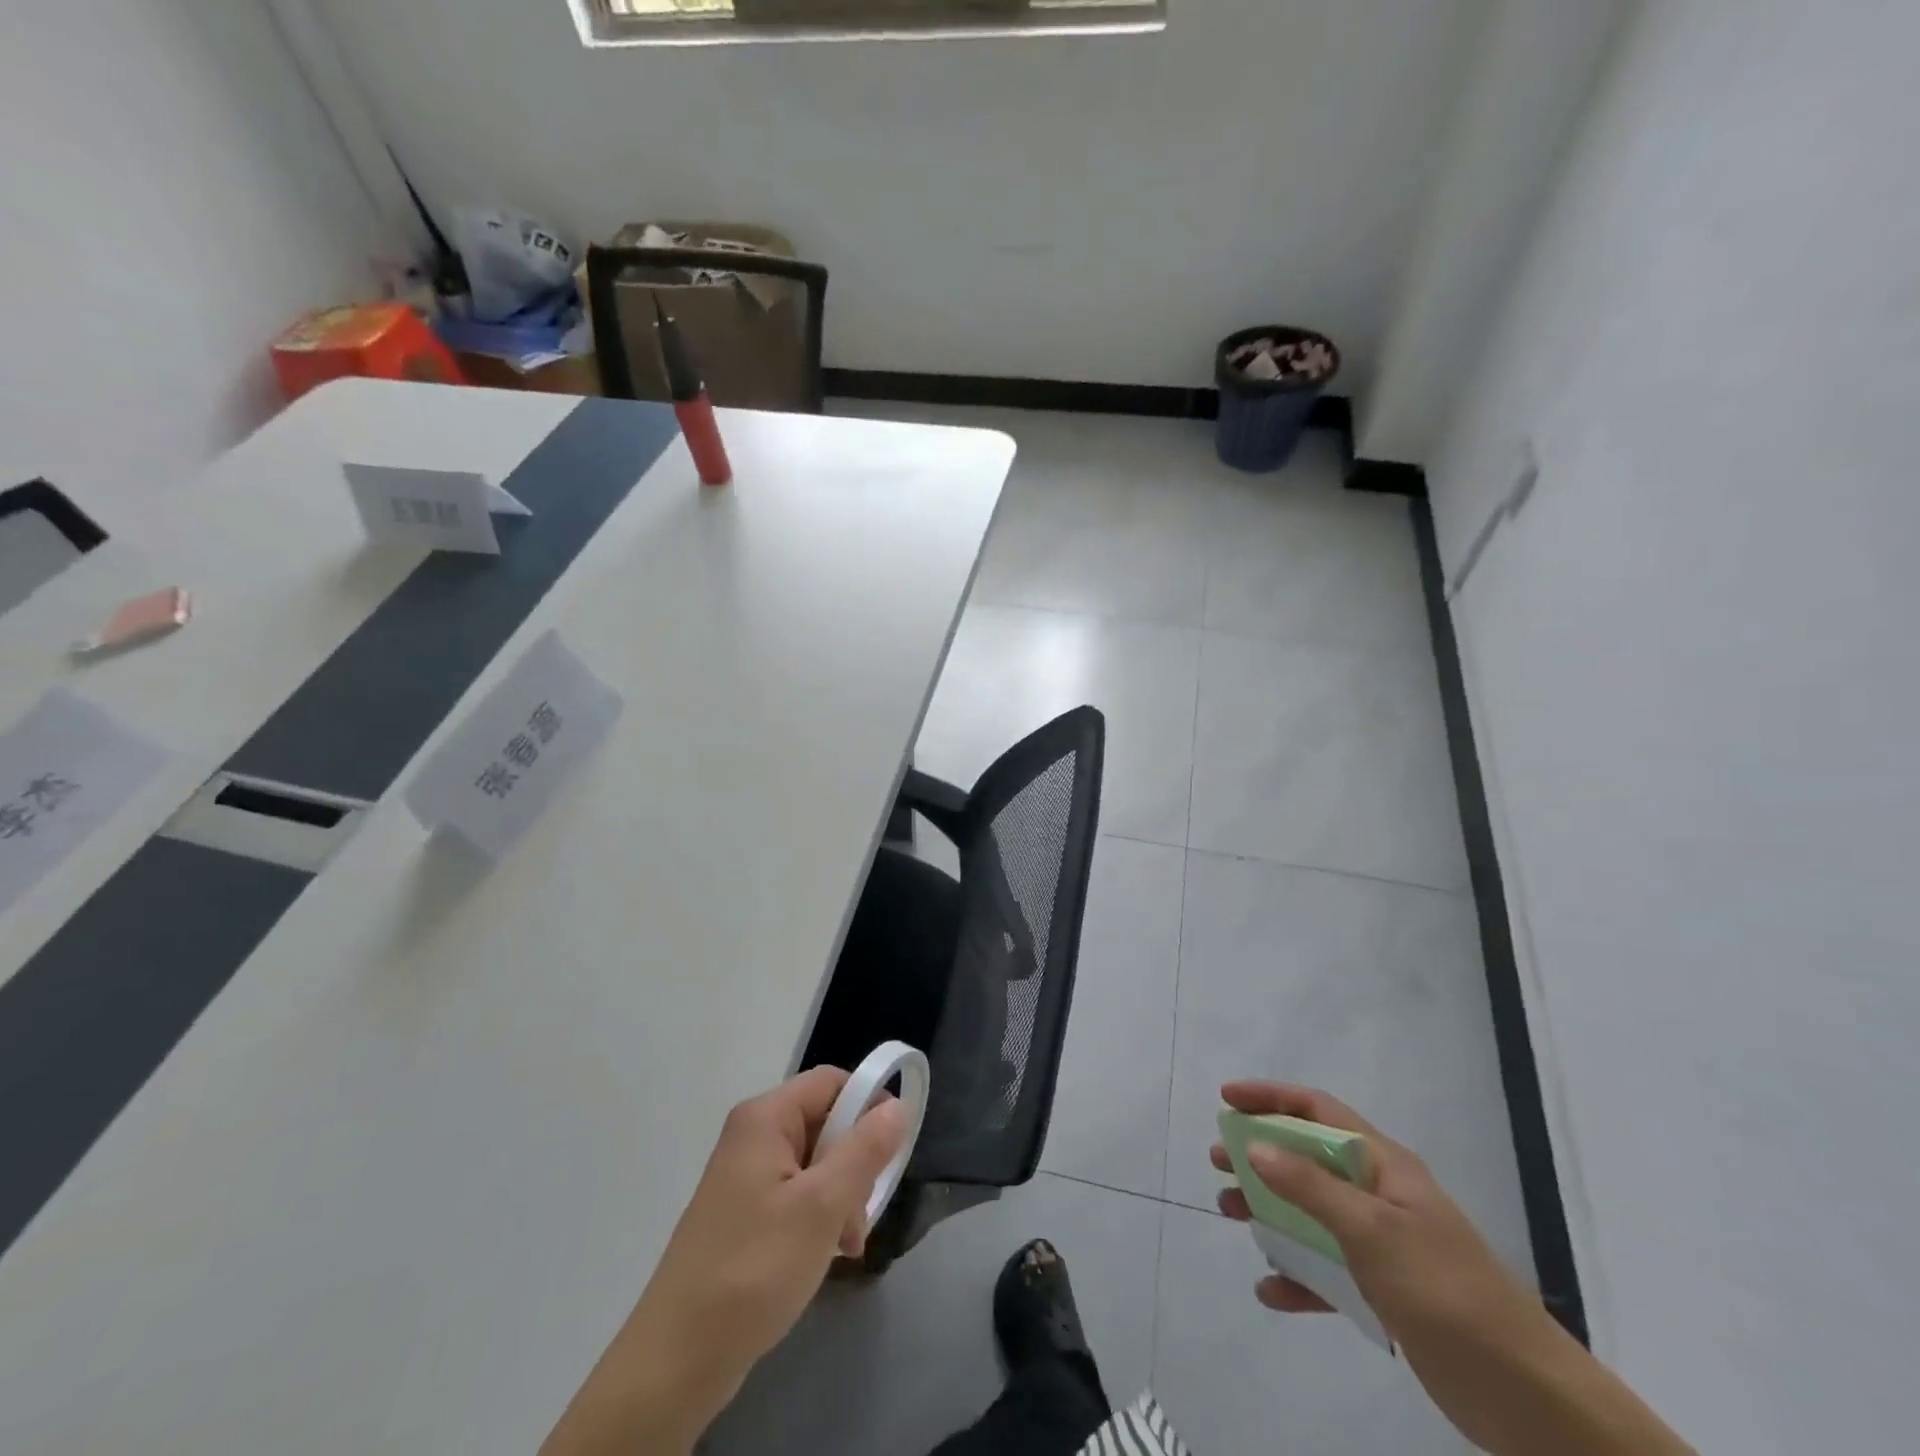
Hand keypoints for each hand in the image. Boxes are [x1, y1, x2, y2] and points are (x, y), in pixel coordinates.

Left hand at [542, 1068, 906, 1455]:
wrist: (676, 1362)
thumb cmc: (753, 1269)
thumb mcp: (822, 1206)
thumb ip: (865, 1150)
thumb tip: (898, 1104)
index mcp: (765, 1118)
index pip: (831, 1083)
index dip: (868, 1105)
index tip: (891, 1149)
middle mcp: (752, 1136)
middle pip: (825, 1124)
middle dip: (854, 1164)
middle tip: (863, 1213)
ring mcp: (745, 1177)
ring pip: (815, 1164)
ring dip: (840, 1198)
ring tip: (847, 1245)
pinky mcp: (744, 1214)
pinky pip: (796, 1195)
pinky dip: (818, 1218)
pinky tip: (828, 1255)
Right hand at [1210, 1080, 1537, 1340]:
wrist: (1526, 1396)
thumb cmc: (1444, 1290)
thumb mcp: (1372, 1230)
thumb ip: (1311, 1186)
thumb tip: (1256, 1146)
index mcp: (1383, 1166)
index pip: (1318, 1110)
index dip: (1271, 1097)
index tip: (1227, 1100)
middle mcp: (1380, 1194)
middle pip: (1307, 1157)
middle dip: (1260, 1154)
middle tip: (1217, 1160)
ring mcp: (1383, 1243)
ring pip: (1311, 1212)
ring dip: (1269, 1210)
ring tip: (1229, 1212)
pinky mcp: (1385, 1291)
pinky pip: (1327, 1270)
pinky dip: (1297, 1275)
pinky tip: (1270, 1288)